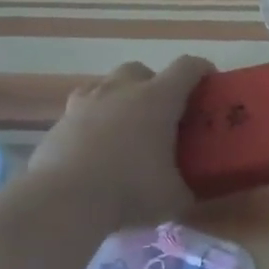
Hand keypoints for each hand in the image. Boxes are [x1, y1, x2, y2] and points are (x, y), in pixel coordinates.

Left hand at [26, 57, 212, 226]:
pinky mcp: (59, 123)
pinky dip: (93, 121)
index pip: (187, 67)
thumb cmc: (130, 190)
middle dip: (153, 85)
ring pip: (106, 85)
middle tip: (162, 113)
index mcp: (158, 99)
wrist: (63, 201)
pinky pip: (81, 110)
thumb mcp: (174, 197)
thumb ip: (187, 187)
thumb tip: (191, 192)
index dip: (202, 69)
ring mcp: (85, 103)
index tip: (210, 82)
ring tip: (126, 128)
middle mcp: (121, 91)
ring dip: (120, 99)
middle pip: (141, 70)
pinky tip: (96, 147)